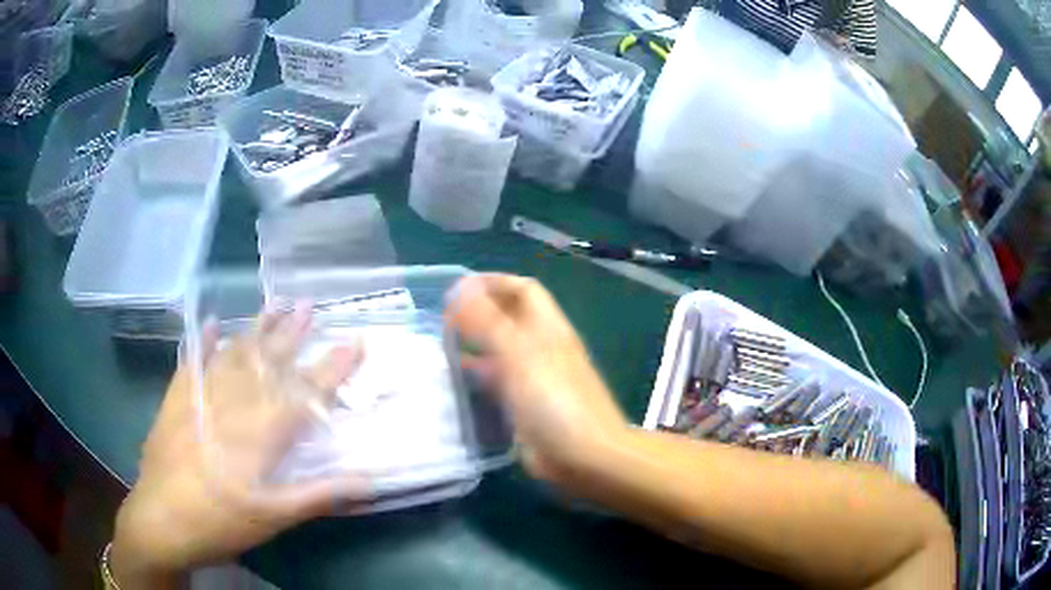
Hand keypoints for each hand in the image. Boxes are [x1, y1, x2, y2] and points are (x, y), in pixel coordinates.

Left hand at [111, 305, 365, 587]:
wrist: (161, 520)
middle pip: (266, 364)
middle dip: (291, 335)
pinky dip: (202, 342)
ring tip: (274, 305)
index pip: (303, 394)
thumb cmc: (220, 522)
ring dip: (255, 329)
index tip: (355, 343)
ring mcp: (200, 397)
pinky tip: (210, 323)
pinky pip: (192, 363)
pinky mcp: (176, 401)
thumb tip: (369, 482)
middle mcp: (231, 404)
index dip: (332, 369)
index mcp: (259, 434)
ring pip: (233, 355)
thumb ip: (318, 496)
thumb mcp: (274, 518)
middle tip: (311, 305)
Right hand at [444, 274, 627, 484]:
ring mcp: (533, 378)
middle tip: (441, 319)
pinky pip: (497, 382)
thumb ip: (489, 321)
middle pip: (509, 319)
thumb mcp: (520, 355)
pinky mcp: (524, 405)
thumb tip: (460, 288)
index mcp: (548, 328)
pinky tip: (452, 381)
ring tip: (438, 346)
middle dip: (478, 312)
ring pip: (500, 350)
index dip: (493, 282)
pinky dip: (476, 376)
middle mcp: (542, 348)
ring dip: (474, 344)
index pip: (523, 290)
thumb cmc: (555, 400)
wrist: (584, 457)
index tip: (456, 288)